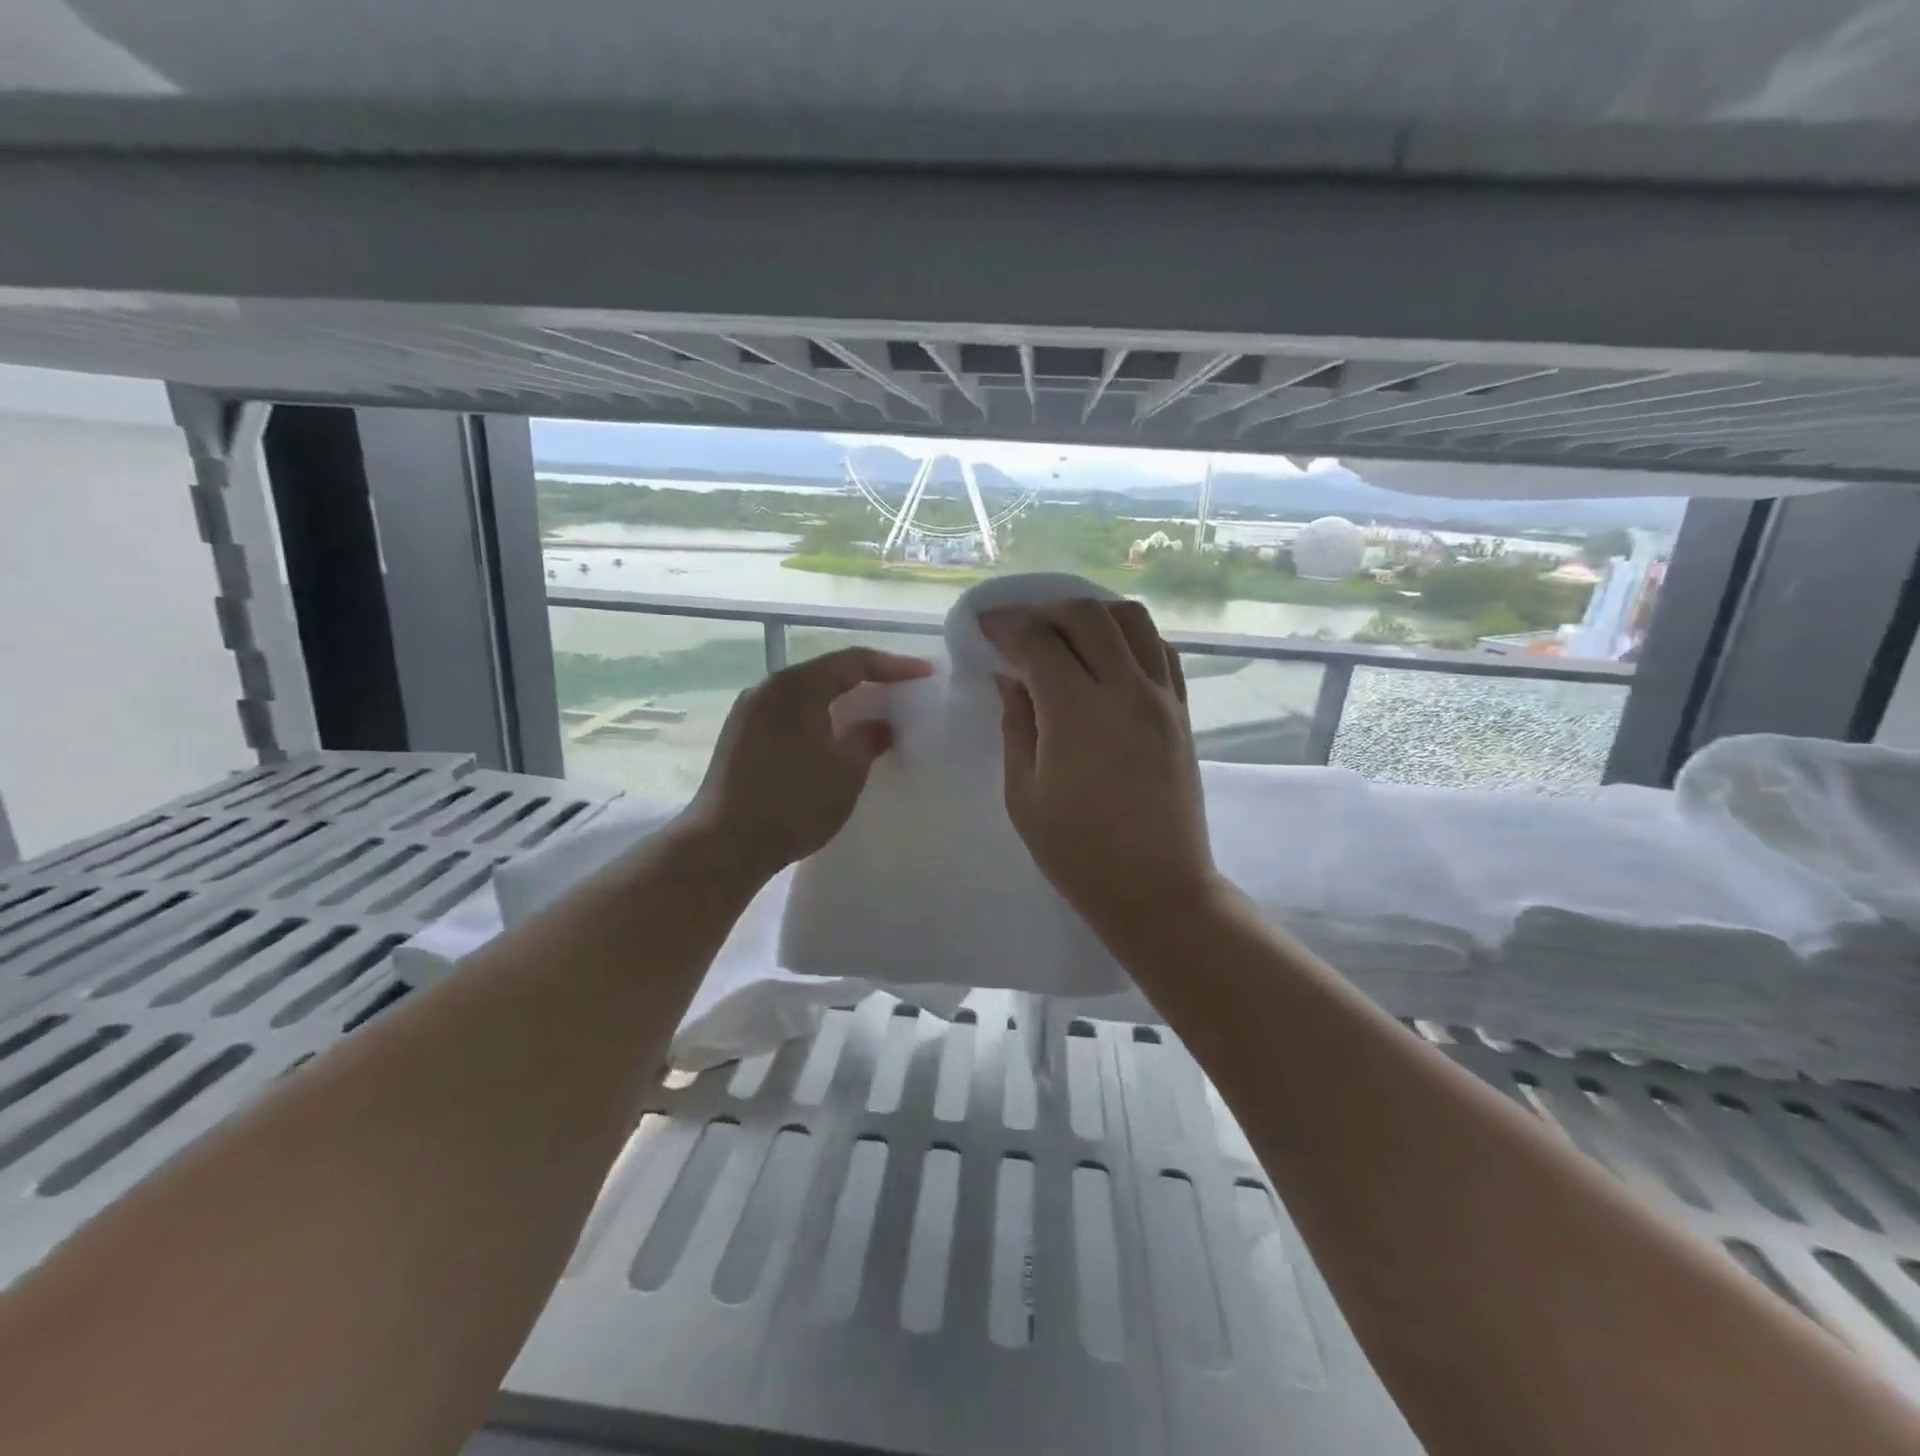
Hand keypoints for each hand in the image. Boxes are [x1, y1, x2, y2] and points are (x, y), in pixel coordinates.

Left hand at [684, 647, 933, 875]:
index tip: (924, 674)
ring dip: (839, 699)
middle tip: (900, 689)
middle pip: (826, 671)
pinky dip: (817, 715)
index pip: (853, 662)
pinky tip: (832, 735)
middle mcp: (768, 688)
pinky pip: (788, 711)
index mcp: (796, 687)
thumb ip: (868, 739)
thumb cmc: (792, 804)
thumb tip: (880, 726)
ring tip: (870, 711)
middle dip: (866, 679)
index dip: (893, 666)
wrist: (724, 845)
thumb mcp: (845, 772)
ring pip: (805, 692)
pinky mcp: (740, 735)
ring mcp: (748, 711)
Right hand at [981, 599, 1216, 947]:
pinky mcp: (1182, 711)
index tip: (983, 625)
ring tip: (1065, 634)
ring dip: (1091, 614)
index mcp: (1077, 713)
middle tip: (1019, 629)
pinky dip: (1129, 636)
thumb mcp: (1024, 794)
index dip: (1004, 625)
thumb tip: (1011, 679)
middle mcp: (1125, 690)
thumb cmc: (1078, 853)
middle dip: (1044, 610)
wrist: (1157, 889)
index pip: (1037, 641)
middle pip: (1086, 615)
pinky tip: (1107, 655)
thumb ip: (1016, 726)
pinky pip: (1160, 648)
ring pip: (1131, 619)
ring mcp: (1162, 697)